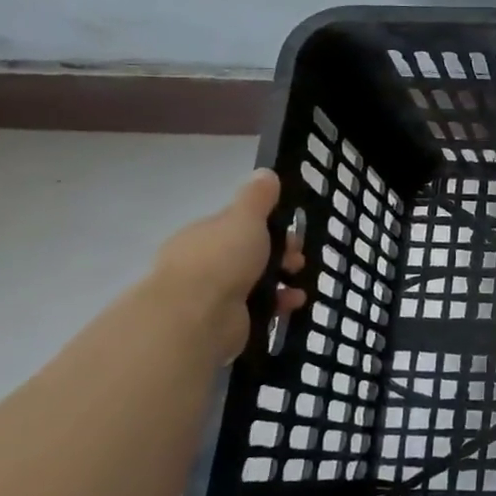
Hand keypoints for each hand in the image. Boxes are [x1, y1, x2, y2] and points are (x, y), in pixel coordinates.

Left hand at [150, 169, 306, 360]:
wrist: (196, 316)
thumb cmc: (222, 258)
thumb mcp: (244, 218)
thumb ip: (257, 197)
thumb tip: (265, 172)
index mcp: (204, 235)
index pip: (238, 226)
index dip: (268, 226)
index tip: (292, 232)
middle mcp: (205, 263)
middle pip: (250, 254)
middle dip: (280, 254)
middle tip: (299, 259)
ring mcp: (213, 295)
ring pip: (256, 282)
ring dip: (282, 280)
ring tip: (299, 283)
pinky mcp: (225, 322)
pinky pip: (258, 308)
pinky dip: (278, 305)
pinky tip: (292, 304)